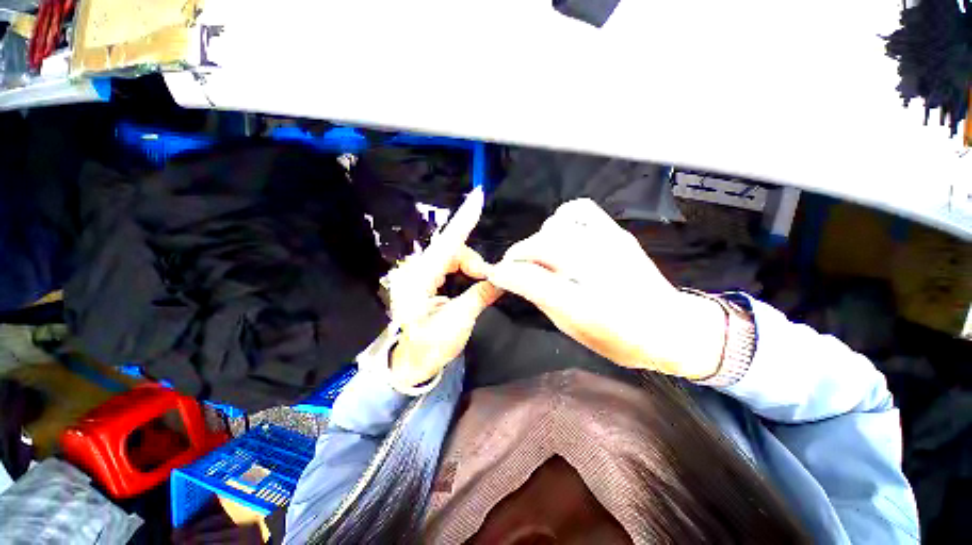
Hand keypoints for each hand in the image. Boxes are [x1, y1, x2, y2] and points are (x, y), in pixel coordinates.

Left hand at [387, 188, 501, 388]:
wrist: (413, 361)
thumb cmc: (432, 346)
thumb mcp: (459, 322)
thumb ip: (480, 296)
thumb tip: (502, 279)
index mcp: (420, 280)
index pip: (446, 246)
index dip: (463, 222)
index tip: (476, 199)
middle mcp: (416, 271)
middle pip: (450, 249)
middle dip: (473, 260)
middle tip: (488, 278)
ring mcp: (419, 274)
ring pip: (451, 255)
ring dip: (470, 265)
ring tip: (482, 280)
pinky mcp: (425, 278)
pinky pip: (448, 263)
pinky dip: (464, 267)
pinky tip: (472, 274)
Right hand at [487, 198, 725, 379]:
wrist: (671, 327)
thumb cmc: (620, 340)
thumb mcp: (574, 329)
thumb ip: (542, 300)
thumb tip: (516, 278)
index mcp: (585, 305)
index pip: (531, 279)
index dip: (506, 273)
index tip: (496, 274)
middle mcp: (596, 268)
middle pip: (540, 246)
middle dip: (517, 255)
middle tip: (514, 267)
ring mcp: (609, 244)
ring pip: (555, 226)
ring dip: (538, 240)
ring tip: (540, 255)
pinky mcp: (616, 232)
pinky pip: (579, 210)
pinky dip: (561, 219)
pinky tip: (560, 234)